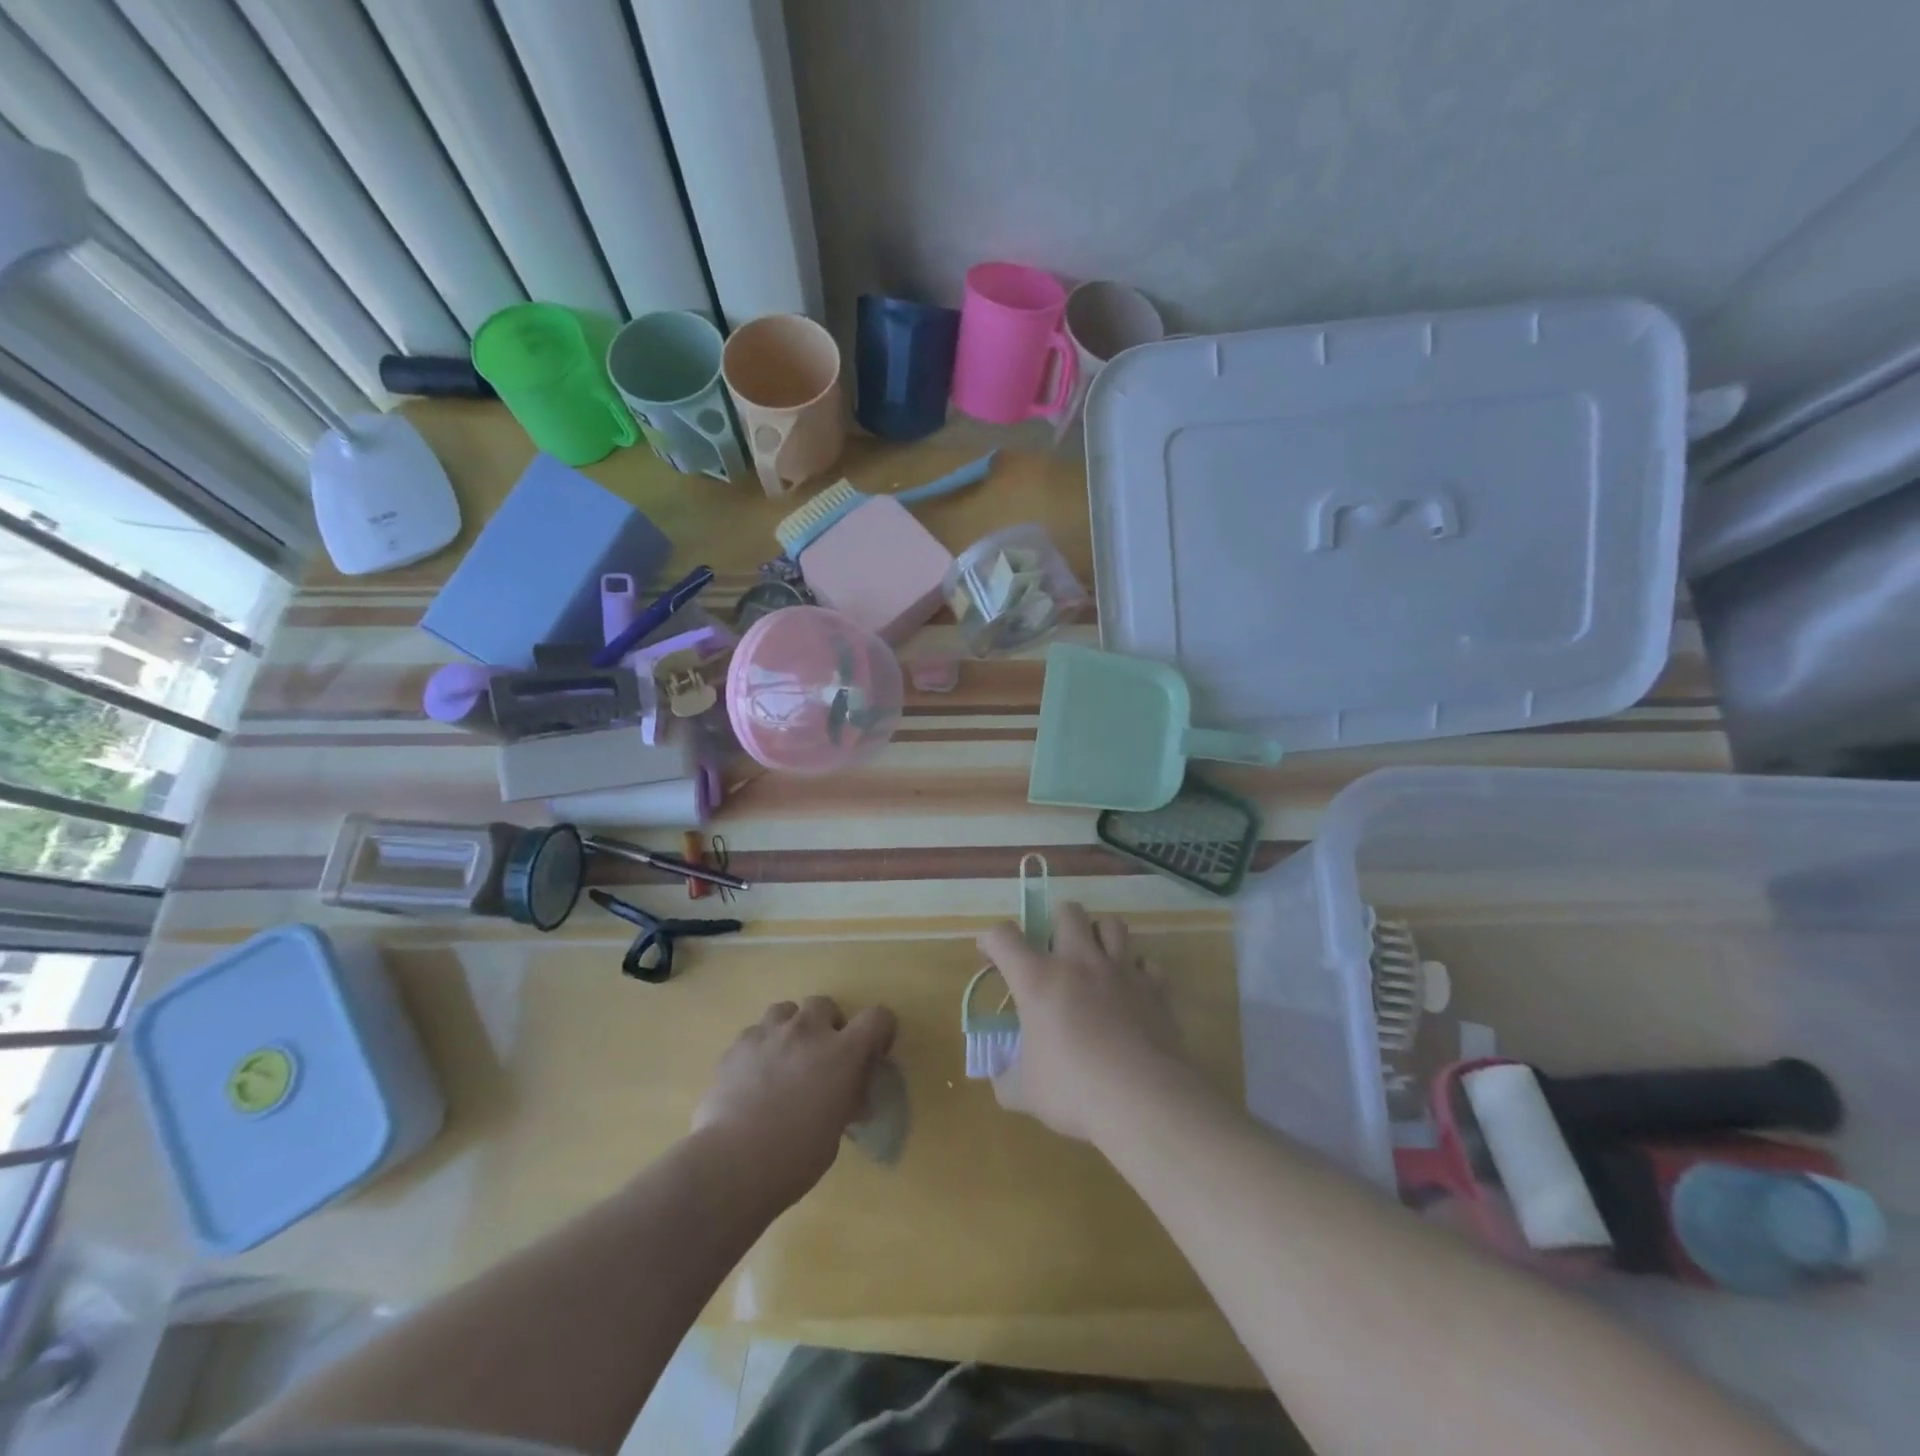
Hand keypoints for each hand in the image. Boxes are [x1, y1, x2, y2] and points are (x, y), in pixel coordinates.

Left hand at [693, 997, 896, 1203]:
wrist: (735, 1163)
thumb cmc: (797, 1155)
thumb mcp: (836, 1129)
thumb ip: (845, 1100)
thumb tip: (847, 1096)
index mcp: (843, 1052)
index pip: (877, 1017)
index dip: (880, 1031)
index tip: (873, 1053)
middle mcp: (808, 1031)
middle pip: (824, 1004)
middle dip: (826, 1024)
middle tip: (821, 1055)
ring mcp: (769, 1034)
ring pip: (784, 1010)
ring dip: (790, 1028)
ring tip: (784, 1058)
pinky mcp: (737, 1046)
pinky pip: (754, 1033)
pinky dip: (759, 1048)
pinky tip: (752, 1076)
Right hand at [978, 902, 1185, 1143]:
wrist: (1144, 1099)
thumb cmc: (1075, 1091)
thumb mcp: (1025, 1093)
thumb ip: (1006, 1079)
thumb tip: (1001, 1077)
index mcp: (1038, 979)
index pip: (1004, 936)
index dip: (992, 941)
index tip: (992, 957)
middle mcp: (1078, 961)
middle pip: (1067, 911)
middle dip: (1056, 923)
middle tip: (1054, 954)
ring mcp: (1120, 970)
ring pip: (1112, 924)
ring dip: (1100, 936)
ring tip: (1095, 961)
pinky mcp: (1154, 987)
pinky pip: (1147, 963)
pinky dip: (1138, 973)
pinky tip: (1131, 993)